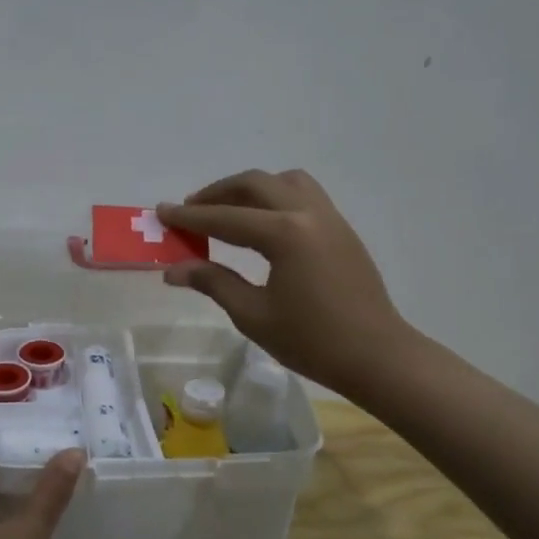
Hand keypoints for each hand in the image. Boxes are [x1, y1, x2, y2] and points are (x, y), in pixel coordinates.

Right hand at [159, 169, 409, 399]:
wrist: (377, 357)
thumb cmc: (312, 341)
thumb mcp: (253, 315)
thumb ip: (213, 282)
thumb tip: (173, 269)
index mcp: (285, 234)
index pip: (226, 218)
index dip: (190, 217)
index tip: (162, 212)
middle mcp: (308, 213)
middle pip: (255, 184)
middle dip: (217, 193)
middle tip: (190, 211)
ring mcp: (330, 218)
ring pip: (284, 182)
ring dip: (251, 189)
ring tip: (228, 210)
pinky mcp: (342, 229)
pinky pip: (304, 195)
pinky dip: (276, 197)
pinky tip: (263, 224)